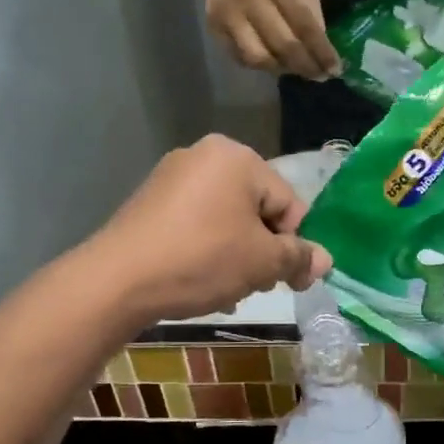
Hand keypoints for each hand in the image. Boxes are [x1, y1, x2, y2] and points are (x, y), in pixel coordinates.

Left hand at [83, 136, 332, 323]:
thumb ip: (299, 257)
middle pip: (257, 209)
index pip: (288, 203)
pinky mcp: (151, 201)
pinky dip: (208, 249)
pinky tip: (201, 279)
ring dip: (238, 255)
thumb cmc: (201, 260)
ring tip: (227, 289)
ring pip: (227, 219)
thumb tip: (325, 260)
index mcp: (238, 157)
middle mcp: (205, 155)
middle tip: (257, 286)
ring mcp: (173, 176)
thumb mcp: (261, 262)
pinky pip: (197, 223)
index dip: (295, 246)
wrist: (118, 280)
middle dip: (263, 250)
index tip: (293, 282)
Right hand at [194, 0, 341, 80]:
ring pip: (258, 57)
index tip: (335, 68)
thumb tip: (321, 49)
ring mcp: (228, 12)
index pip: (304, 23)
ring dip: (281, 69)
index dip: (321, 51)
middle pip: (283, 44)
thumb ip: (310, 7)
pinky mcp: (214, 25)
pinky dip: (261, 64)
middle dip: (305, 66)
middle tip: (319, 76)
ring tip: (295, 68)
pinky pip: (241, 56)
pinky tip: (273, 60)